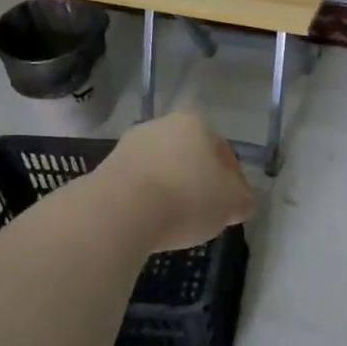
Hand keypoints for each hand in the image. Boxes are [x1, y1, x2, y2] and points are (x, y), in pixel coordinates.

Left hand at [98, 111, 255, 251]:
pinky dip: (148, 200)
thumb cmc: (187, 198)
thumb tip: (240, 202)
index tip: (234, 205)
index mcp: (195, 123)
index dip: (233, 180)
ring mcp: (129, 145)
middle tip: (207, 212)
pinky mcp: (105, 170)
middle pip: (189, 156)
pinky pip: (138, 186)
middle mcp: (160, 125)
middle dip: (199, 181)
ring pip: (162, 169)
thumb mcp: (231, 203)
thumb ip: (241, 199)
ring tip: (178, 221)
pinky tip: (152, 222)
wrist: (120, 211)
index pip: (223, 150)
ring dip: (171, 190)